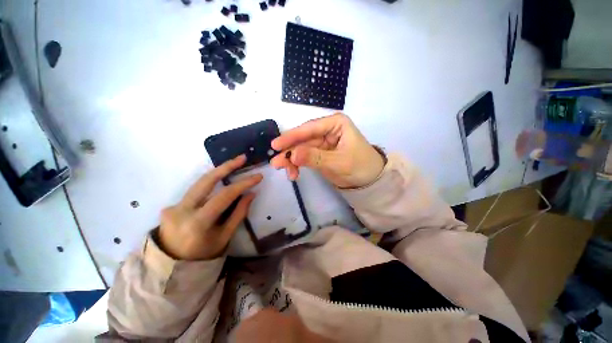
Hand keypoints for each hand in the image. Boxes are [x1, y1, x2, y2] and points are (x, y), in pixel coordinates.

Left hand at [158, 155, 261, 260]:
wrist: (171, 265)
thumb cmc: (203, 254)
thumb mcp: (225, 236)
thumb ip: (239, 214)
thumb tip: (251, 193)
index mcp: (198, 222)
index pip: (224, 196)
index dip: (243, 184)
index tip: (257, 176)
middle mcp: (182, 210)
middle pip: (206, 181)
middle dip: (226, 166)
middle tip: (242, 158)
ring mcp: (173, 206)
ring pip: (199, 183)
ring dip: (218, 172)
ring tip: (234, 164)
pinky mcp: (171, 205)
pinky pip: (195, 191)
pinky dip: (210, 184)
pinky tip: (220, 181)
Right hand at [270, 113, 384, 188]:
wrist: (370, 180)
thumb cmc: (361, 166)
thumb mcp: (339, 162)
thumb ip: (315, 157)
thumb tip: (292, 154)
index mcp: (335, 124)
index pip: (309, 128)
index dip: (292, 136)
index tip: (276, 145)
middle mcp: (327, 130)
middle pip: (303, 139)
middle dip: (290, 151)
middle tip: (277, 163)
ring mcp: (322, 142)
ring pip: (301, 149)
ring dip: (292, 160)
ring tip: (287, 172)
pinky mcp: (320, 153)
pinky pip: (305, 157)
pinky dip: (298, 165)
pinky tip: (294, 173)